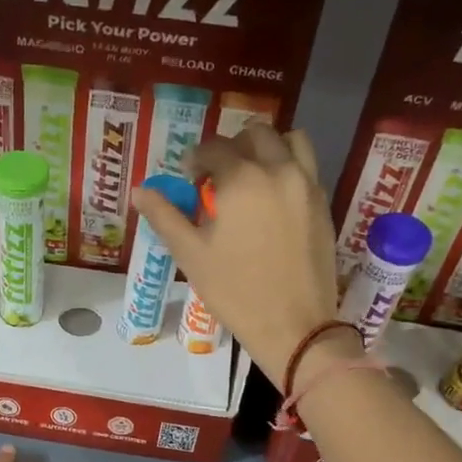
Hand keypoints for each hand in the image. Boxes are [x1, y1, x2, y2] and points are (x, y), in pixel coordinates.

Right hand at [133, 121, 339, 380]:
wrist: (294, 326)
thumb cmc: (235, 292)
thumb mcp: (191, 255)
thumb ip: (164, 216)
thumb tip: (139, 191)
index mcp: (243, 179)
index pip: (214, 148)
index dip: (195, 159)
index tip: (187, 177)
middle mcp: (279, 170)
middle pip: (255, 135)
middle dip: (232, 147)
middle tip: (217, 176)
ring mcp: (307, 185)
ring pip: (290, 142)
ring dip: (267, 149)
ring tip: (251, 177)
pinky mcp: (323, 204)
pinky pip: (307, 167)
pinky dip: (288, 168)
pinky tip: (272, 199)